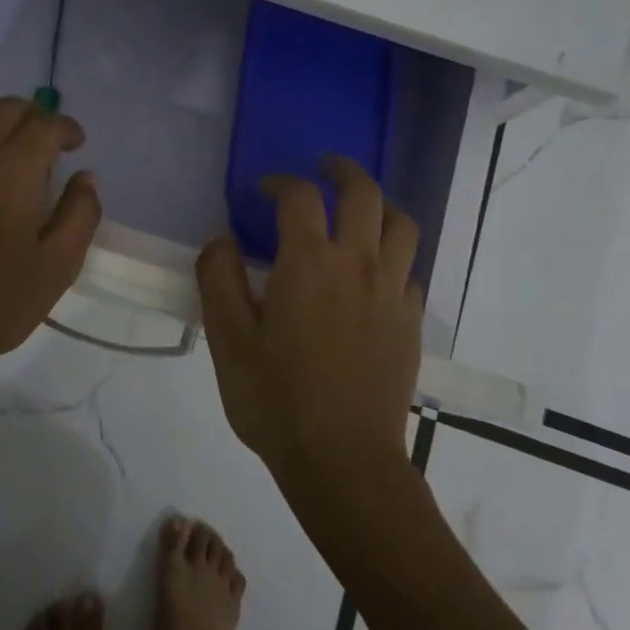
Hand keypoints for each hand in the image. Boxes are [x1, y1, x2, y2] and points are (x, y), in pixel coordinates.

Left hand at [0, 96, 101, 391]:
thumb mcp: (58, 267)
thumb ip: (81, 215)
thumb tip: (86, 176)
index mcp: (13, 171)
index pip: (45, 126)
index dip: (66, 128)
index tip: (76, 144)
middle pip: (4, 111)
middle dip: (32, 118)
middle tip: (44, 143)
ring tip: (0, 152)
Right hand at [196, 156, 422, 485]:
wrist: (343, 460)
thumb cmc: (276, 399)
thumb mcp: (227, 340)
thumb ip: (218, 278)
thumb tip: (220, 239)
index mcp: (309, 262)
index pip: (299, 196)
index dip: (280, 182)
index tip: (263, 190)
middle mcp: (357, 263)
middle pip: (364, 193)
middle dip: (343, 171)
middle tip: (325, 168)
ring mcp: (392, 292)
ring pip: (402, 224)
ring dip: (381, 205)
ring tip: (362, 209)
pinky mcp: (411, 321)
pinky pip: (411, 269)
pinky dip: (395, 255)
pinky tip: (377, 271)